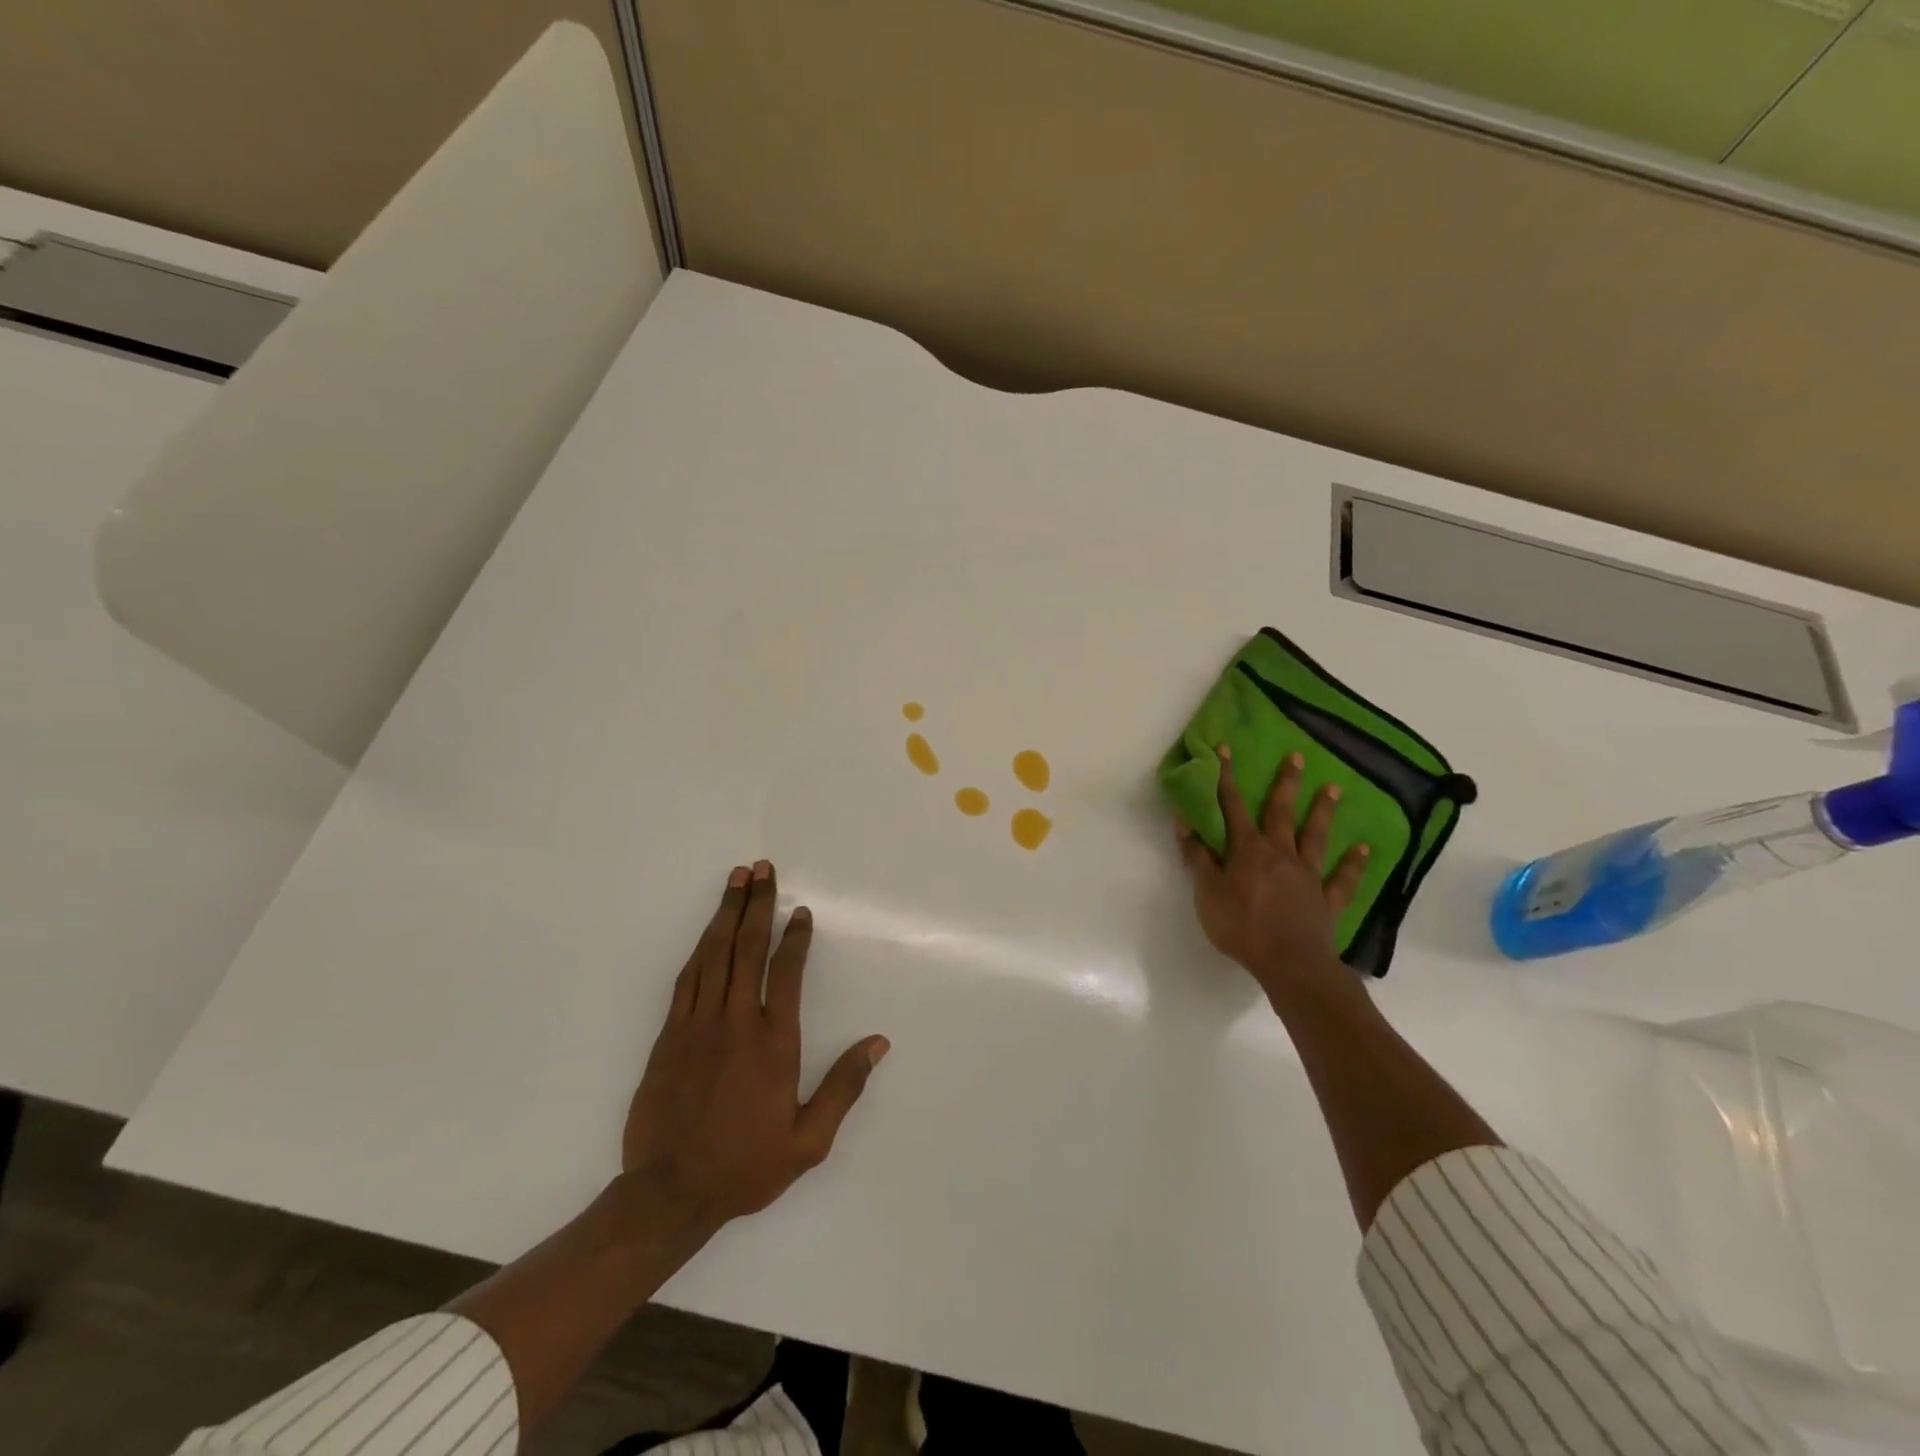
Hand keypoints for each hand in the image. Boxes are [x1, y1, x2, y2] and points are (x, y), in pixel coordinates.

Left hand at [622, 861, 888, 1234]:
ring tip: (737, 880)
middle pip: (747, 948)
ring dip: (726, 914)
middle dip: (757, 904)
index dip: (795, 937)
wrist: (668, 1193)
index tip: (800, 912)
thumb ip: (843, 1087)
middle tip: (763, 869)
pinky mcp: (669, 1034)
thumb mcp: (808, 1141)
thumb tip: (878, 1044)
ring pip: (714, 954)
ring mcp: (697, 1024)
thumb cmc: (745, 1166)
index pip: (786, 972)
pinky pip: (687, 978)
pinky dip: (700, 948)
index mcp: (773, 1042)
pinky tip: (708, 932)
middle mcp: (736, 1022)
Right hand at [1176, 747, 1370, 1000]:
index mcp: (1248, 850)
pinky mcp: (1327, 899)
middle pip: (1281, 812)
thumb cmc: (1241, 926)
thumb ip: (1196, 856)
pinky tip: (1364, 849)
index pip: (1233, 806)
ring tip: (1334, 788)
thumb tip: (1183, 820)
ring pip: (1316, 836)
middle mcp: (1280, 853)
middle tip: (1298, 756)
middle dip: (1286, 783)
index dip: (1227, 778)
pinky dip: (1353, 863)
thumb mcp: (1206, 892)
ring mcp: (1307, 875)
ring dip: (1323, 811)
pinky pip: (1343, 878)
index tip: (1226, 750)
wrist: (1289, 963)